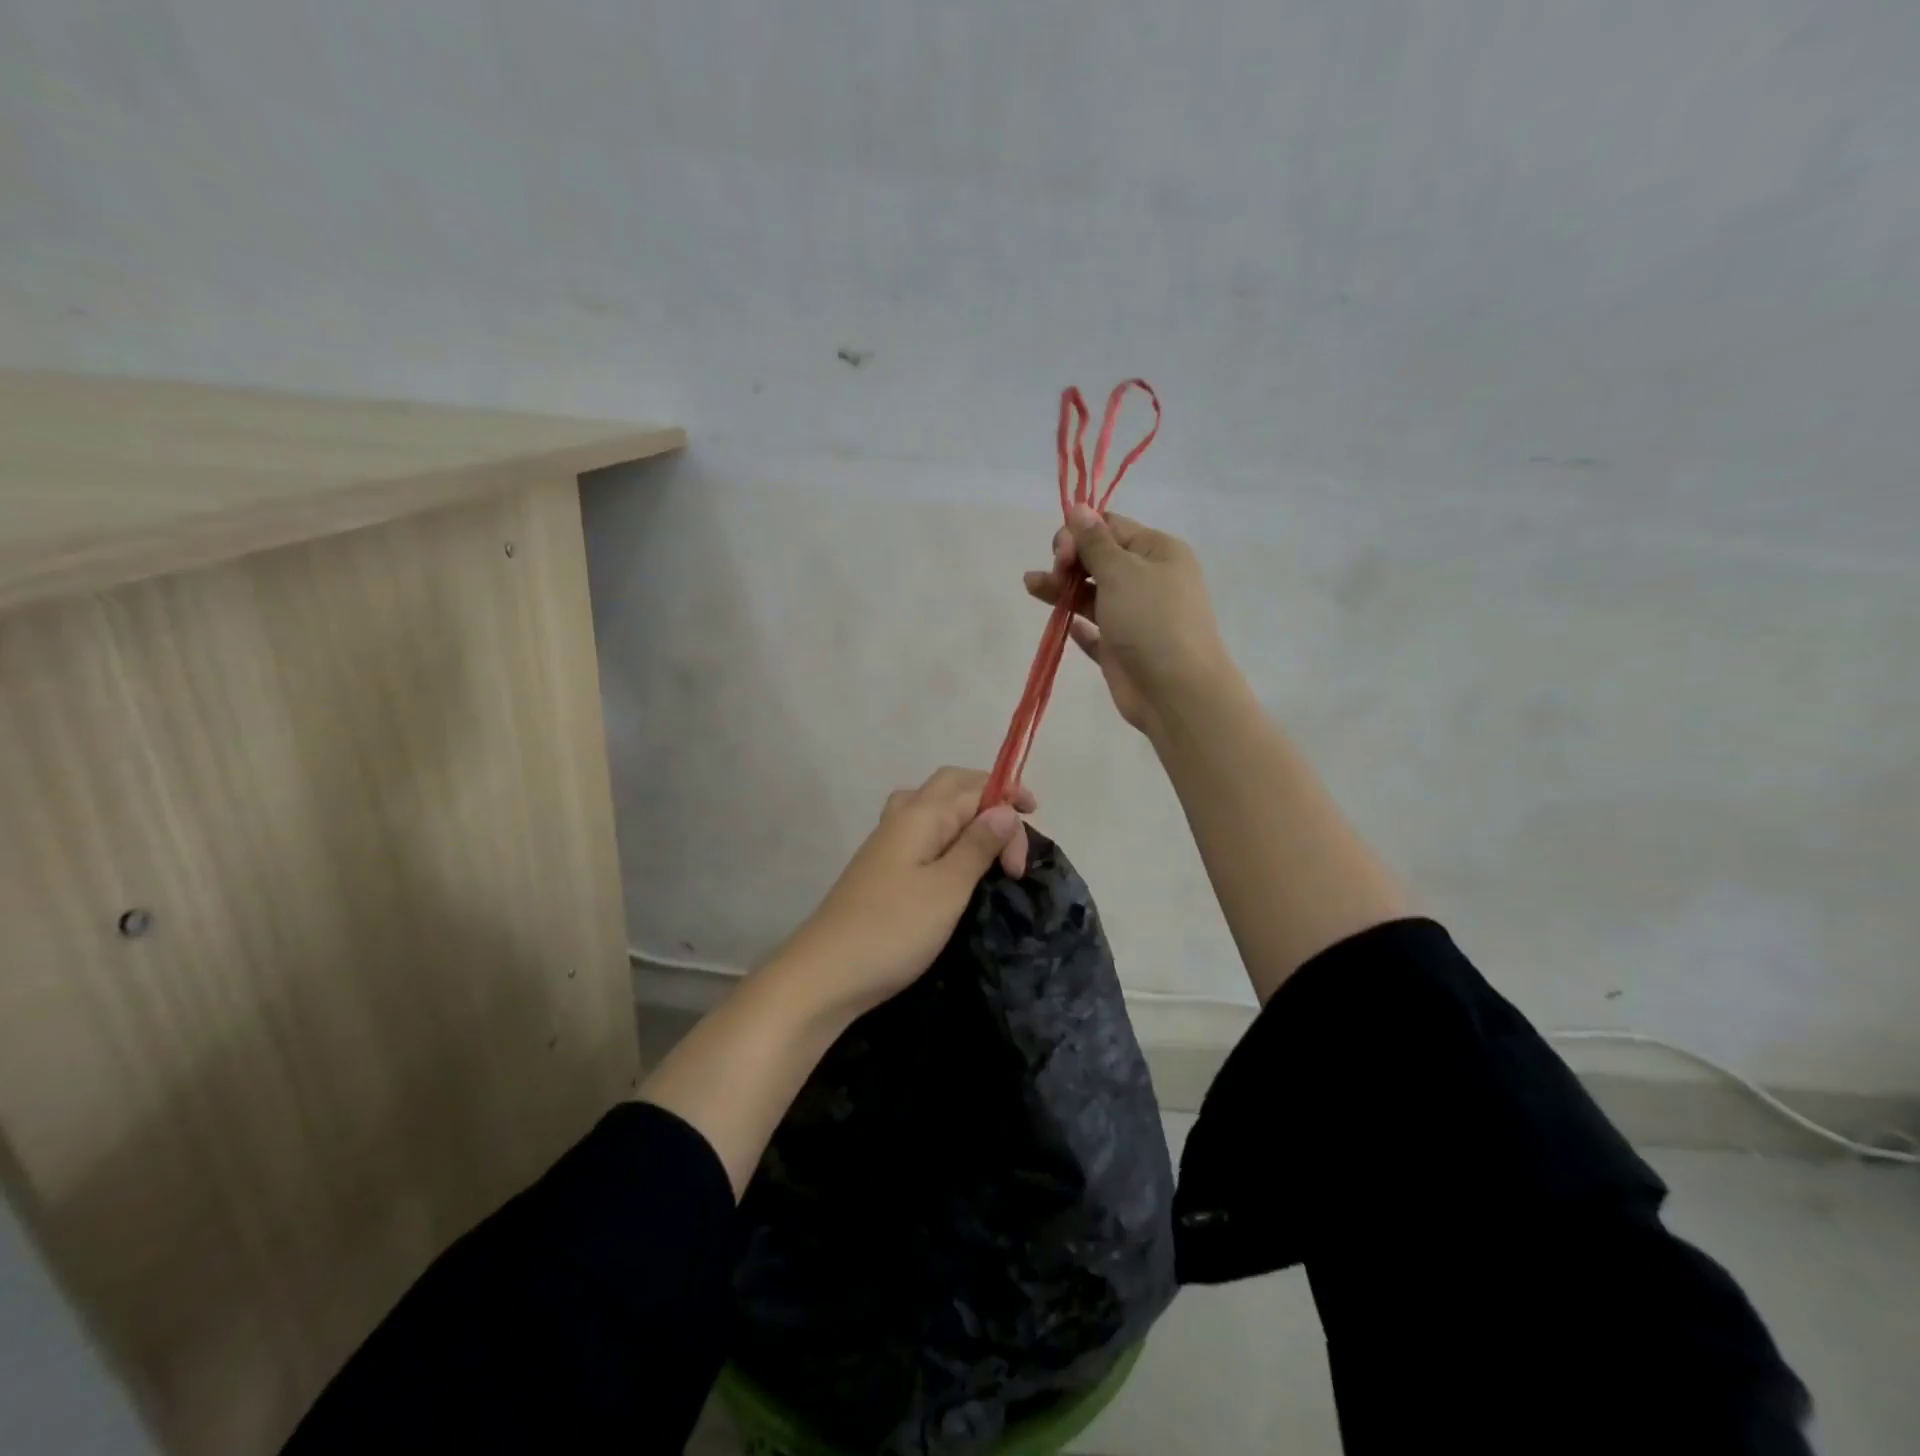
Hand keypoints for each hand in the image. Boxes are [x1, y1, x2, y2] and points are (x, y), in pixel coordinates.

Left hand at [778, 767, 1035, 1017]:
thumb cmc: (893, 930)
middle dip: (989, 798)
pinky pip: (922, 832)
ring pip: (933, 806)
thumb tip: (1004, 809)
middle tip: (1016, 834)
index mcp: (920, 814)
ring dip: (966, 815)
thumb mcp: (948, 888)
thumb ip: (977, 845)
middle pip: (951, 785)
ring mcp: (887, 841)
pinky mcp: (881, 867)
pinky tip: (953, 863)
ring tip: (989, 844)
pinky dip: (948, 835)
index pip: (975, 788)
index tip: (1030, 849)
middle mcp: (902, 817)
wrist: (826, 974)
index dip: (1008, 806)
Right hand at [1024, 505, 1234, 737]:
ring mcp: (1134, 616)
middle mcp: (1148, 579)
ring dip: (1062, 588)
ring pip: (1091, 593)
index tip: (1061, 553)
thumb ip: (1094, 542)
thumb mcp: (1122, 572)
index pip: (1110, 527)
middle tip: (1055, 574)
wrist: (1176, 691)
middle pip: (1099, 558)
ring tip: (1031, 586)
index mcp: (1157, 551)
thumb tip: (1078, 507)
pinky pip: (1094, 630)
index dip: (1080, 534)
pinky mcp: (1121, 648)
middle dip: (1070, 560)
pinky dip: (1076, 623)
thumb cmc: (1152, 621)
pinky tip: (1059, 622)